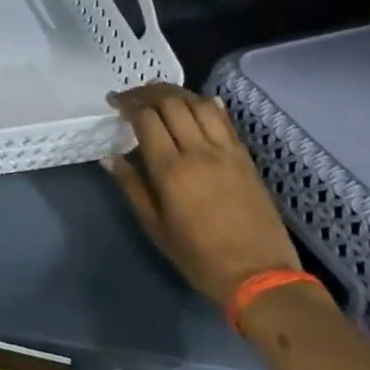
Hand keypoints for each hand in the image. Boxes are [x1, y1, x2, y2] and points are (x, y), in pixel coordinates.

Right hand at [104, 83, 299, 307]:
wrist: (259, 276)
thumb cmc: (198, 255)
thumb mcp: (155, 226)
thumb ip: (131, 186)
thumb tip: (110, 157)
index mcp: (171, 170)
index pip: (146, 118)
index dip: (127, 104)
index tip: (113, 103)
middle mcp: (199, 152)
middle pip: (172, 103)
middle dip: (147, 93)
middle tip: (132, 97)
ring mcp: (227, 153)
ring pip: (200, 104)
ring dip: (176, 94)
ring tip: (160, 96)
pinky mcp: (246, 159)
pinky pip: (225, 120)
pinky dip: (207, 105)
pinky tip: (196, 104)